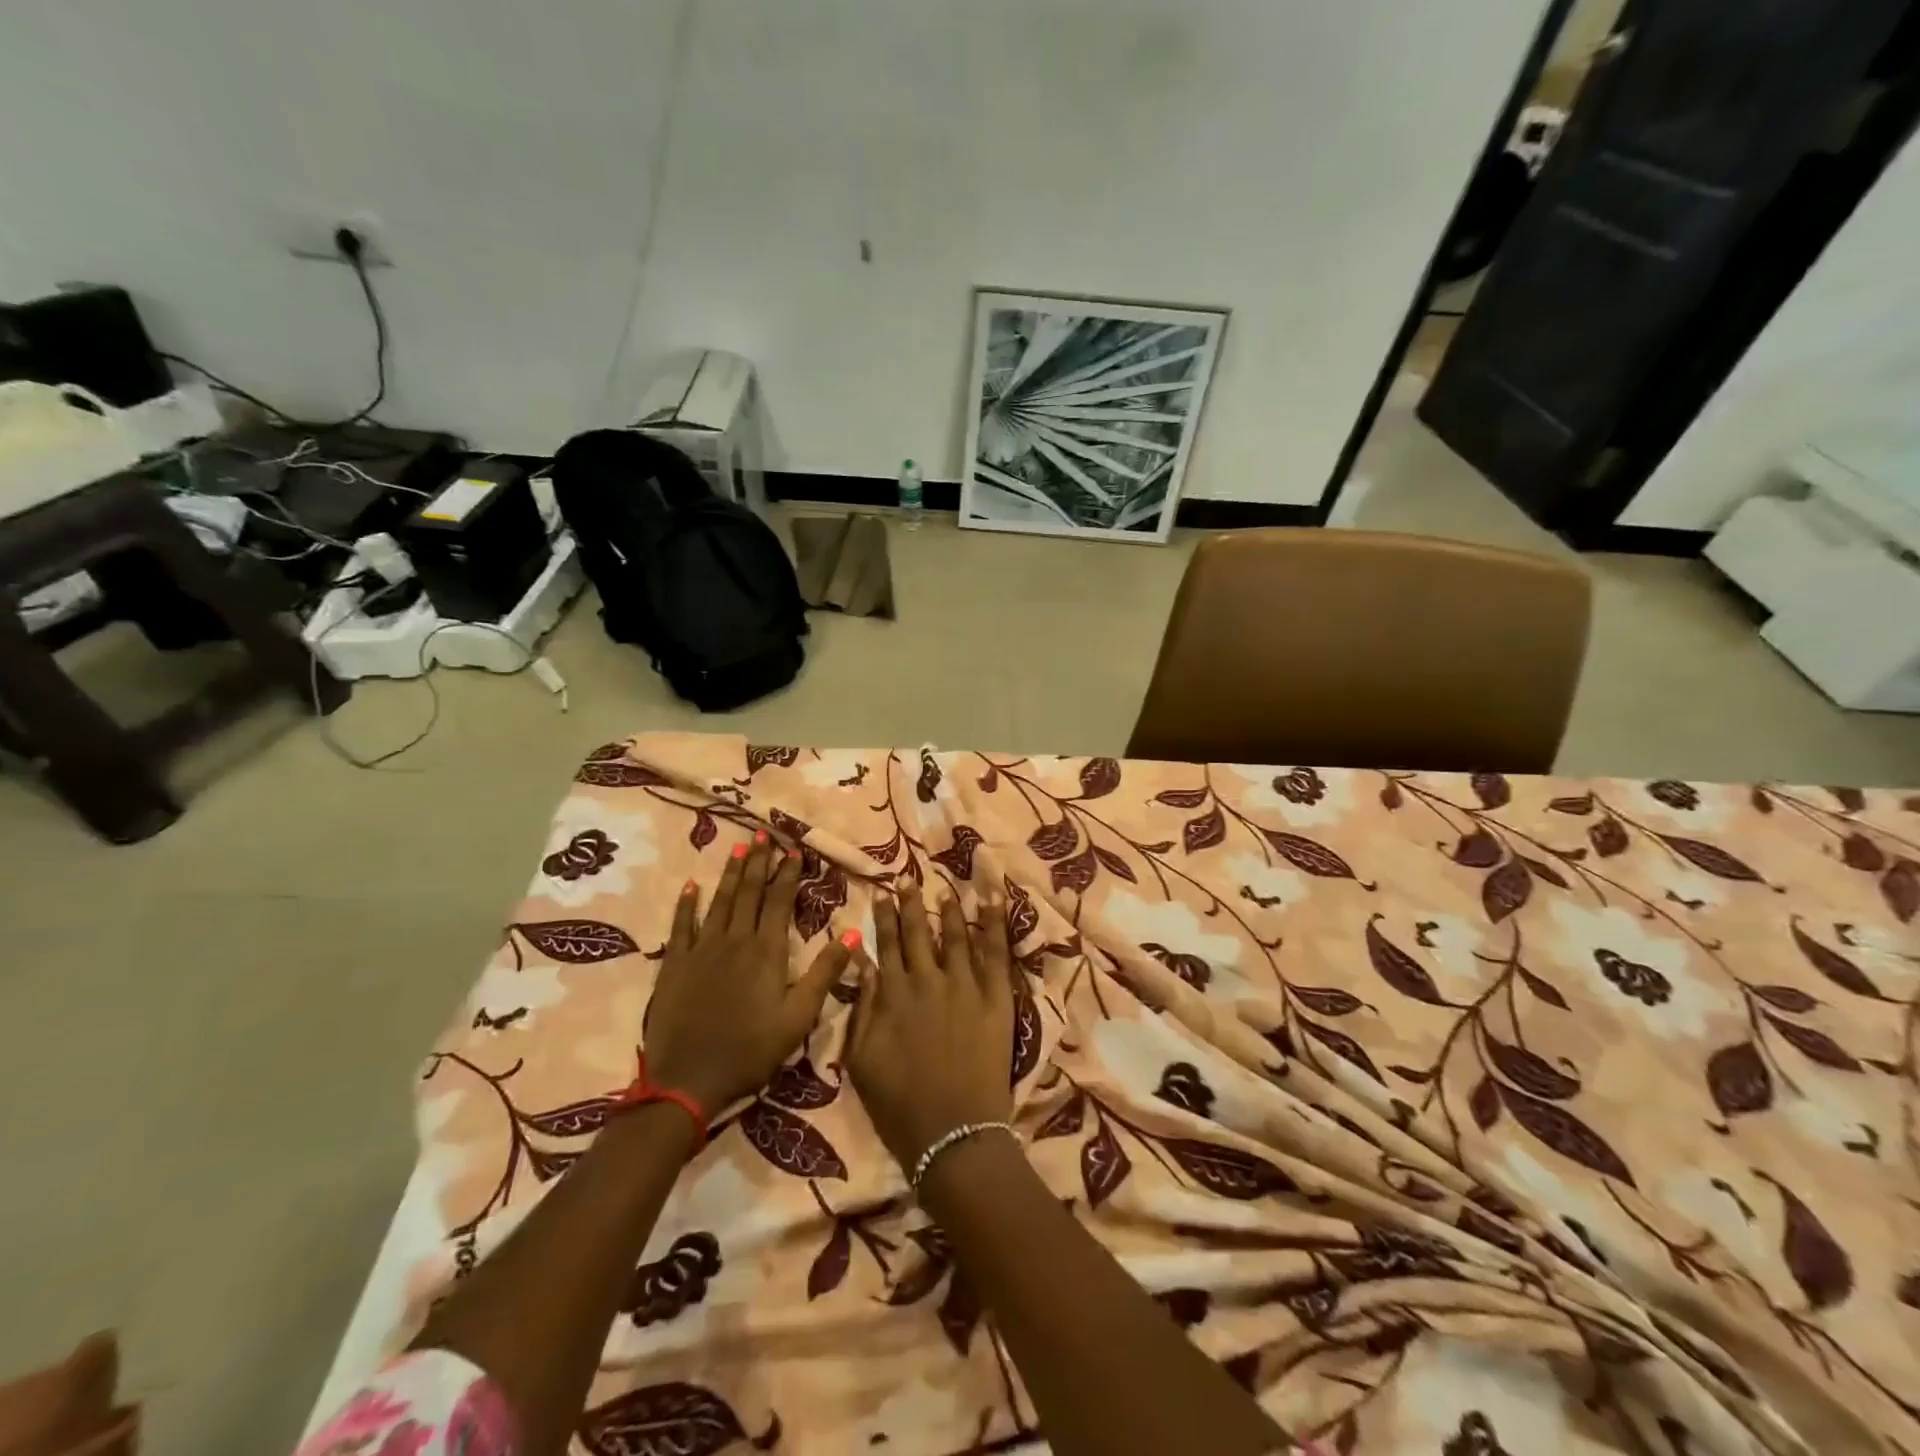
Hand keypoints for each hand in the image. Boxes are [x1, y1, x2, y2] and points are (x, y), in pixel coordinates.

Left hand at [645, 833, 855, 1114]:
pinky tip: (691, 886)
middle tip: (763, 834)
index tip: (793, 850)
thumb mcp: (799, 1016)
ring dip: (731, 873)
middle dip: (759, 862)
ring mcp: (702, 949)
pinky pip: (682, 925)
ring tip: (739, 848)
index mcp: (767, 950)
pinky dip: (687, 904)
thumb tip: (852, 932)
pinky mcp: (676, 964)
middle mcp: (735, 940)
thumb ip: (825, 972)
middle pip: (749, 892)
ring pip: (720, 901)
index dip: (788, 874)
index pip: (780, 901)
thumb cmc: (751, 1050)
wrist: (687, 1079)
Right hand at [846, 886, 1014, 1170]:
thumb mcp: (862, 1059)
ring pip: (956, 936)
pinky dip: (995, 924)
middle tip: (908, 879)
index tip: (881, 893)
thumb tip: (862, 963)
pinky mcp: (996, 999)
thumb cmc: (899, 1104)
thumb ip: (863, 1007)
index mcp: (894, 995)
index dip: (884, 918)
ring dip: (949, 909)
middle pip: (918, 933)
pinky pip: (997, 954)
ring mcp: (965, 986)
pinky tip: (993, 900)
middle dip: (911, 903)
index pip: (887, 945)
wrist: (953, 1133)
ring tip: (944, 888)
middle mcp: (928, 980)